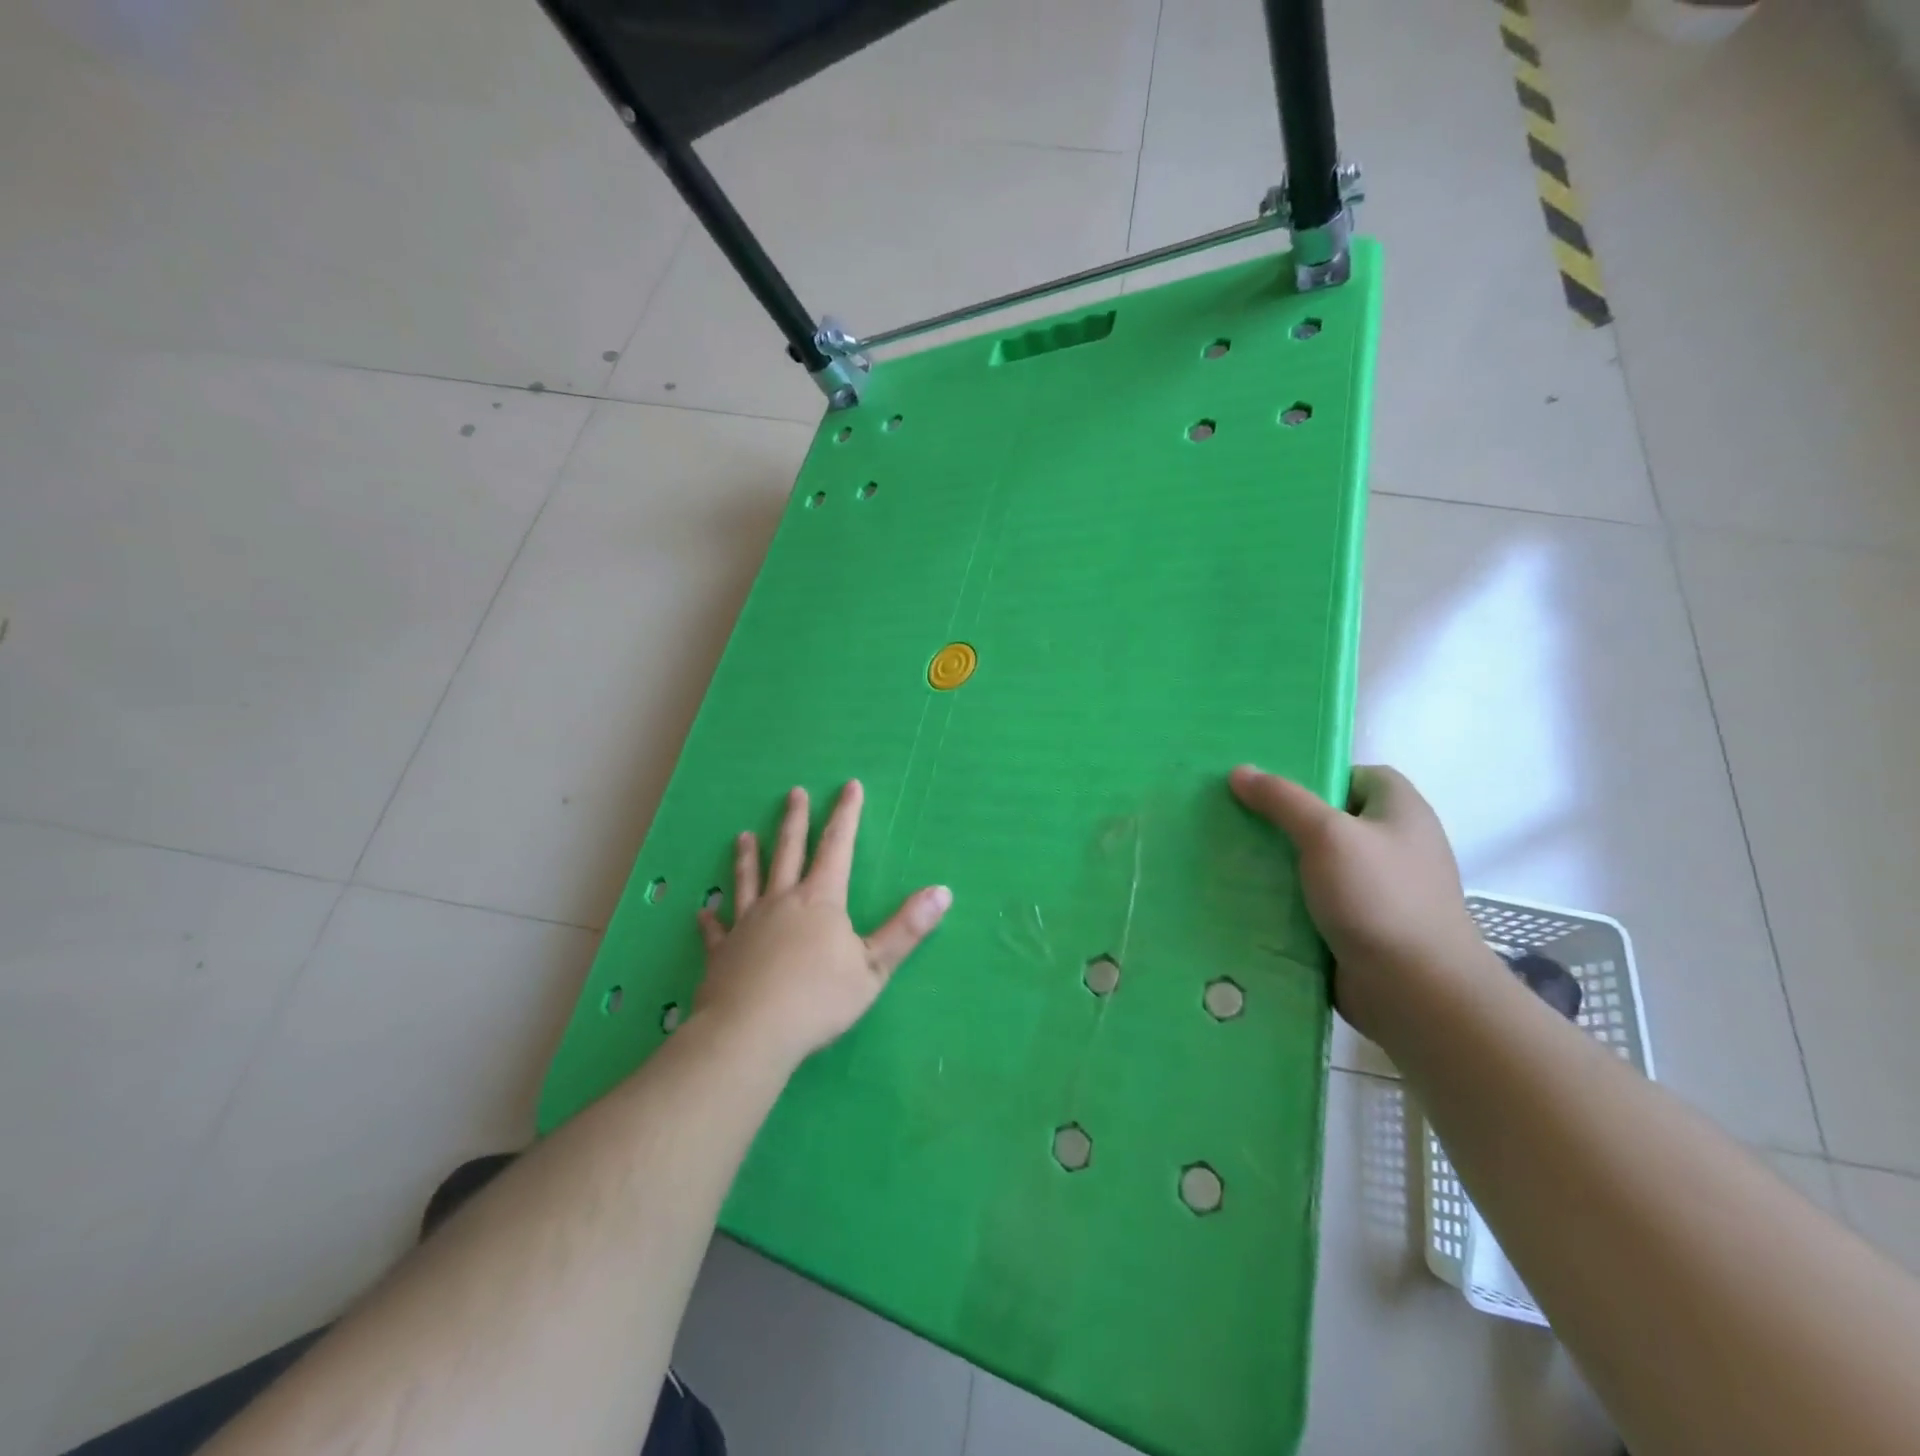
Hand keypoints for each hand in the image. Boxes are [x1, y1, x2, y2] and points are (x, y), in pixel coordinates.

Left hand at [694, 781, 951, 1066]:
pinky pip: (716, 930)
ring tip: (744, 835)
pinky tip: (703, 911)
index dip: (845, 815)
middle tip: (794, 793)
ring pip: (748, 880)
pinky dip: (711, 919)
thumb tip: (942, 891)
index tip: (849, 786)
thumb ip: (906, 929)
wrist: (750, 1032)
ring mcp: (747, 924)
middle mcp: (782, 901)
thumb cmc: (818, 999)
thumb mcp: (874, 967)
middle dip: (795, 820)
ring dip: (748, 856)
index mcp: (820, 900)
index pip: (837, 846)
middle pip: (788, 851)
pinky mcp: (722, 953)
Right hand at [1229, 764, 1492, 1040]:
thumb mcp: (1326, 834)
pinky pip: (1312, 900)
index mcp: (1400, 811)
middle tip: (1232, 817)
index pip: (1354, 775)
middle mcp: (1392, 844)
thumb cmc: (1379, 898)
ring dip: (1277, 862)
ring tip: (1226, 854)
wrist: (1416, 992)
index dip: (1314, 775)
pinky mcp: (1358, 925)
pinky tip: (1244, 896)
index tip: (1268, 787)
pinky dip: (1284, 899)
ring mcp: (1376, 889)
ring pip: (1315, 863)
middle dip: (1282, 820)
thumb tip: (1239, 771)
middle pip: (1328, 819)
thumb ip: (1282, 800)